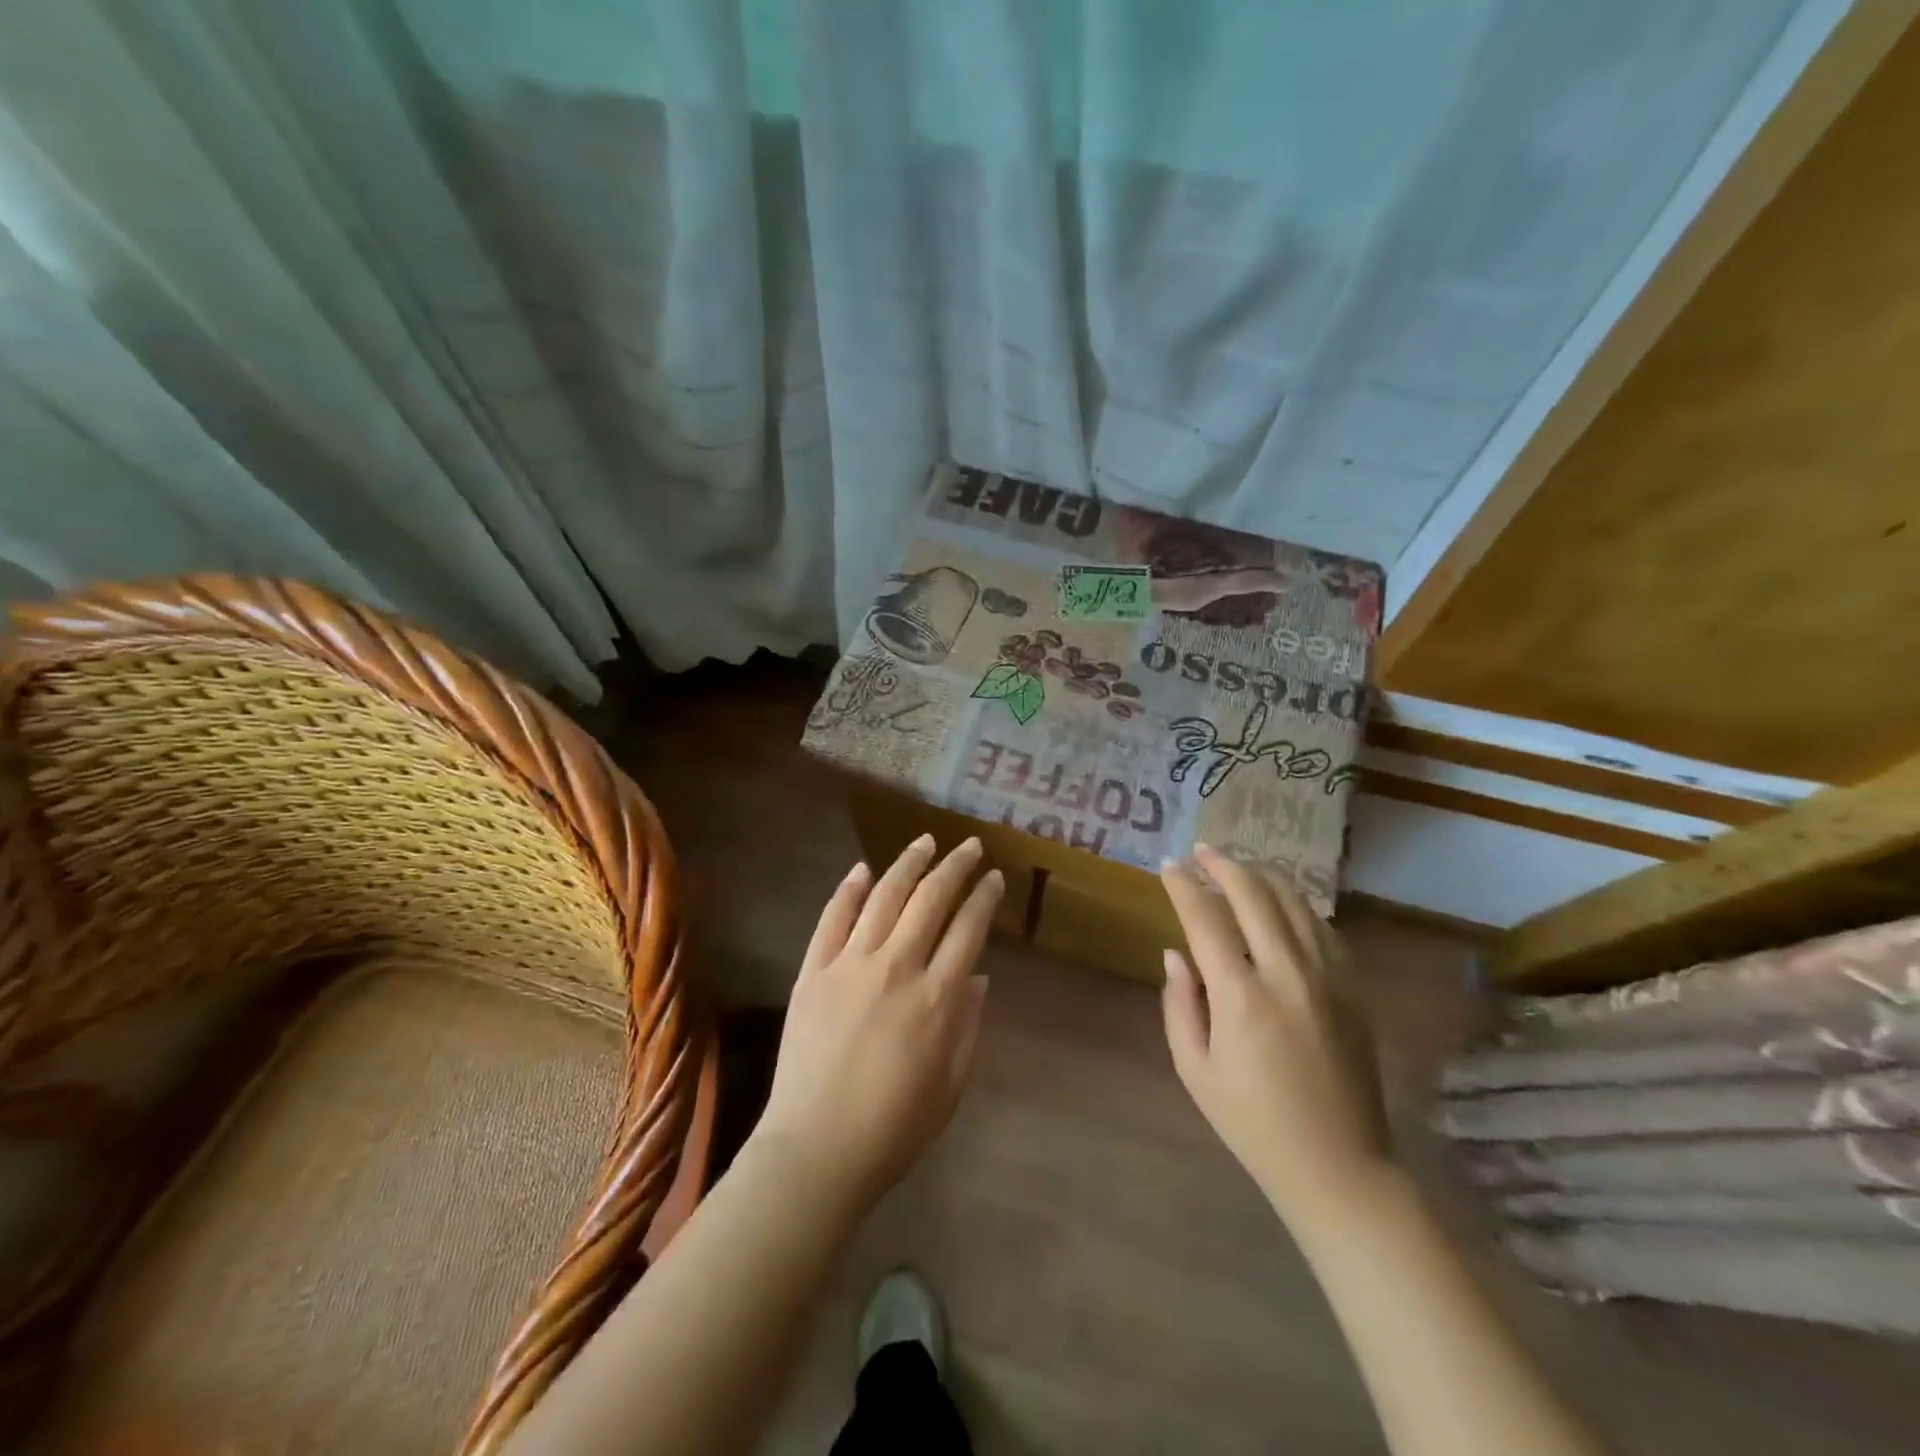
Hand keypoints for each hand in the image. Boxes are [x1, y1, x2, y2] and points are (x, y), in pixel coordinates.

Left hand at [756, 835, 1002, 1215]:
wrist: (816, 1150)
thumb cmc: (894, 1128)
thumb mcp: (951, 1085)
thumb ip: (968, 1024)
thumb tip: (977, 974)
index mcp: (937, 998)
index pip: (968, 928)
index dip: (984, 898)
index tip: (993, 878)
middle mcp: (897, 967)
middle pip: (931, 899)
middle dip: (955, 866)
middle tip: (968, 846)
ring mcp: (850, 965)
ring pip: (884, 897)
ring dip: (907, 864)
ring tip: (924, 842)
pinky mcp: (813, 971)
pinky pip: (832, 919)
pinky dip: (849, 890)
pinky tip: (862, 870)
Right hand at [1159, 843, 1391, 1230]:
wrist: (1339, 1166)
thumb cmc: (1252, 1122)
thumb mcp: (1194, 1069)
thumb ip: (1179, 1004)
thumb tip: (1176, 953)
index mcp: (1241, 997)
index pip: (1205, 918)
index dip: (1183, 886)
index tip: (1167, 867)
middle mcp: (1287, 974)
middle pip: (1254, 894)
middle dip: (1223, 864)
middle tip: (1200, 850)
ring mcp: (1329, 978)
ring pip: (1294, 902)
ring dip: (1261, 875)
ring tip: (1237, 865)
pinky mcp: (1354, 989)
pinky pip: (1322, 927)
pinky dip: (1295, 904)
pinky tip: (1280, 903)